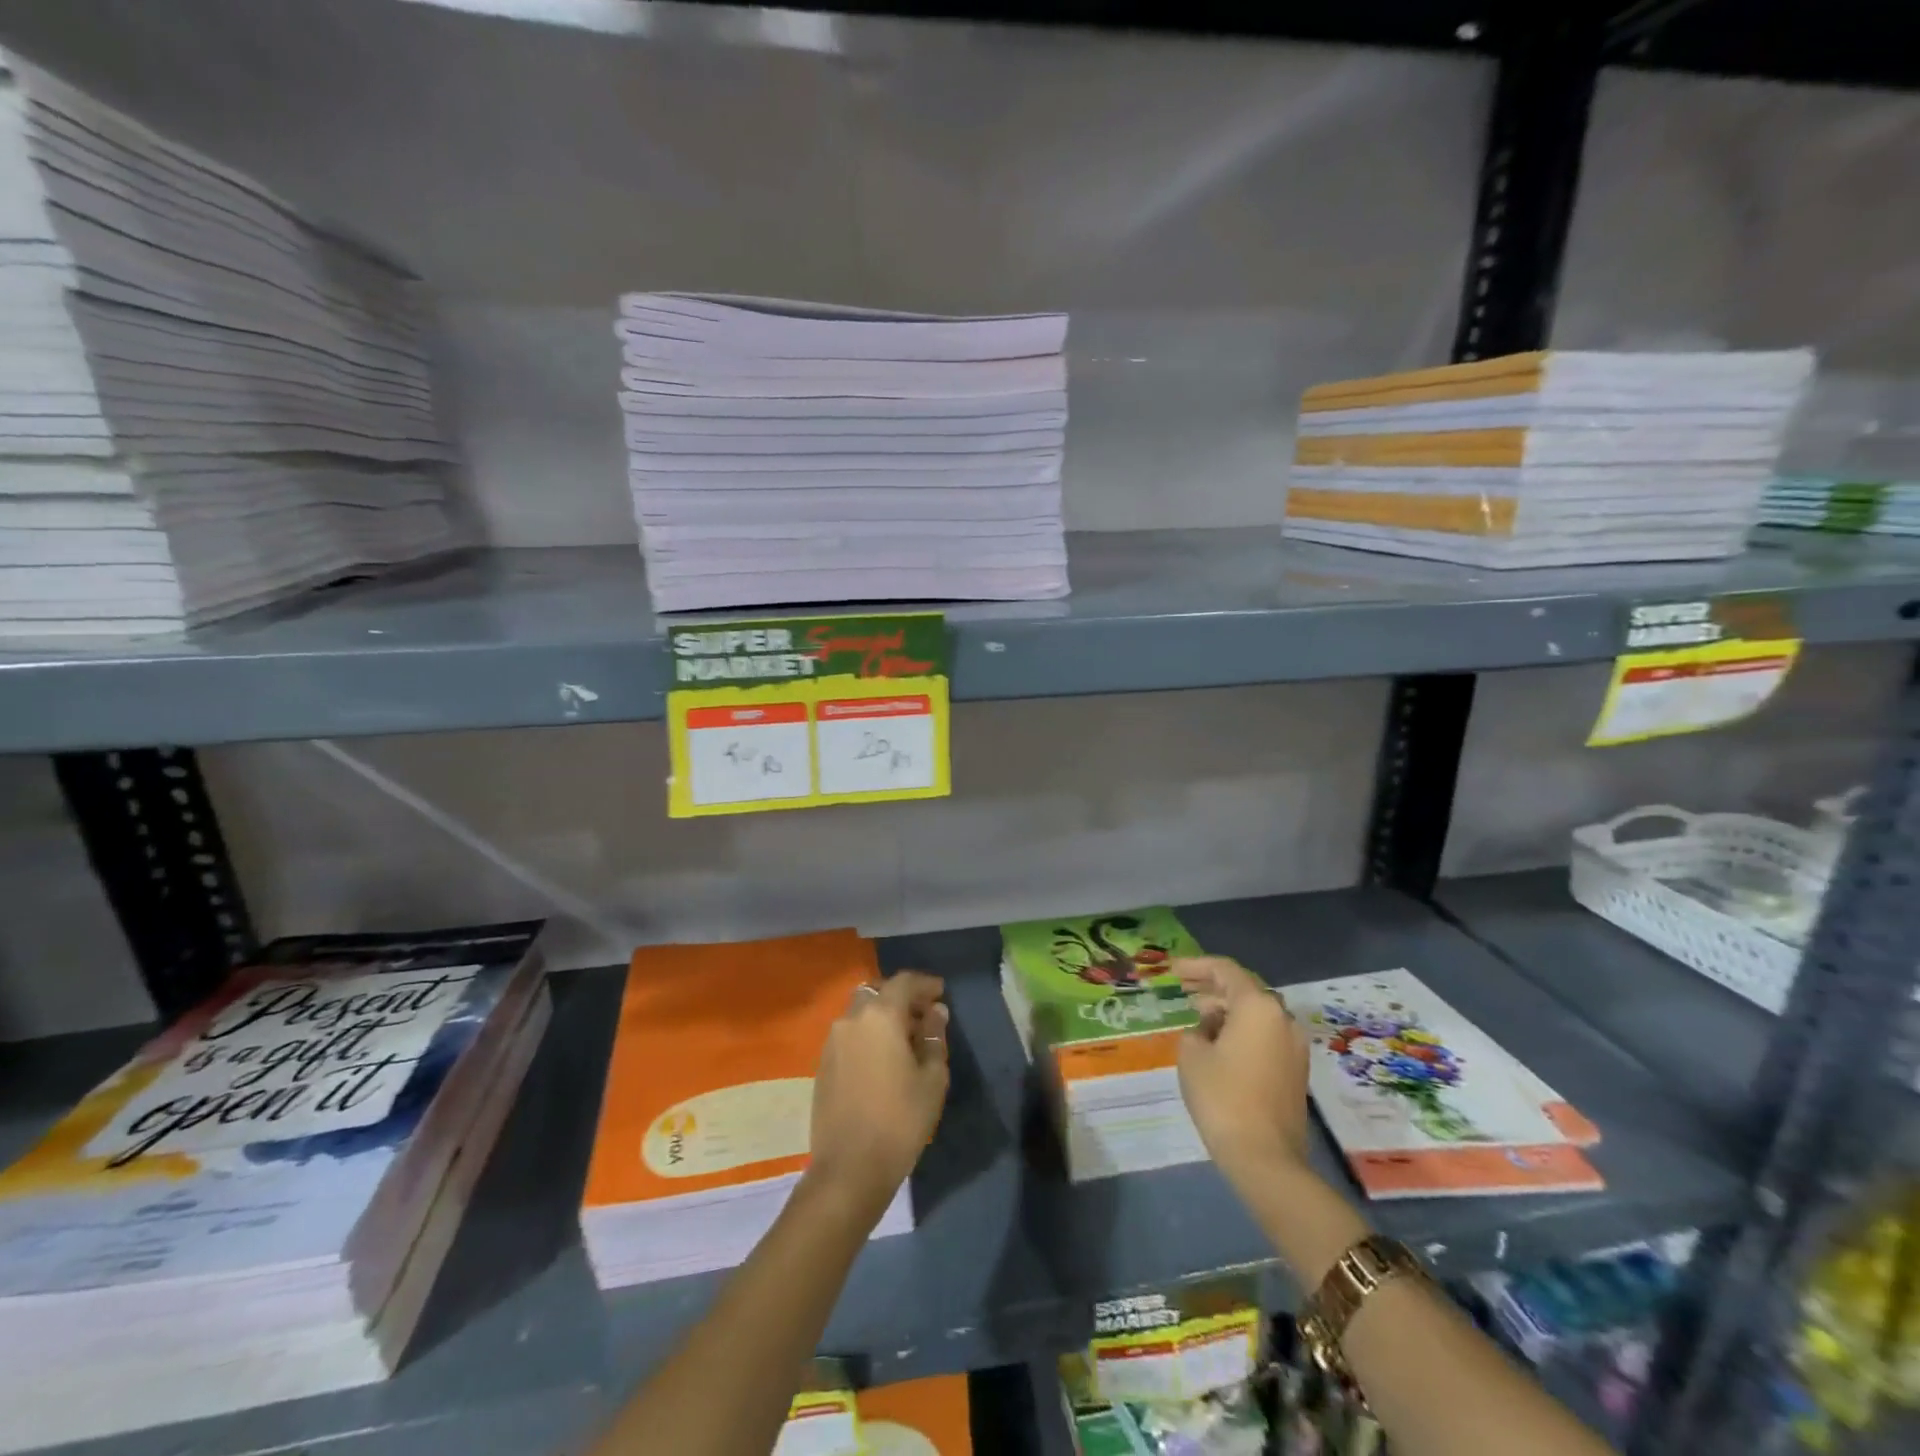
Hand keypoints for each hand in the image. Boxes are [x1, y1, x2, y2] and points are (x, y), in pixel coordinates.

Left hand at [804, 970, 949, 1226]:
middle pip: (878, 992)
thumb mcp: (932, 1079)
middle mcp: (852, 1019)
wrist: (849, 1169)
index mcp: (880, 1016)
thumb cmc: (900, 1121)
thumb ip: (934, 1038)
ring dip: (882, 1016)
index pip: (904, 982)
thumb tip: (934, 1013)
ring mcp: (833, 1041)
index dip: (925, 984)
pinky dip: (868, 1034)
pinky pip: (850, 1034)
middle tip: (923, 1016)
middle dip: (901, 998)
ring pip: (860, 1013)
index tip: (941, 992)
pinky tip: (883, 1059)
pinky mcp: (823, 1064)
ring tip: (905, 1040)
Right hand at [1175, 956, 1313, 1185]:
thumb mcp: (1192, 1053)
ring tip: (1197, 1014)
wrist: (1265, 1157)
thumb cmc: (1223, 1096)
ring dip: (1228, 1009)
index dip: (1196, 966)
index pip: (1225, 970)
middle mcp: (1282, 1018)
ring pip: (1256, 1013)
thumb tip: (1211, 1028)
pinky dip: (1241, 1029)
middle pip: (1245, 989)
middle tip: (1183, 988)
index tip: (1173, 970)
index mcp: (1258, 1006)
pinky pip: (1265, 1034)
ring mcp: (1293, 1045)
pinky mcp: (1295, 1069)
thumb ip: (1197, 1028)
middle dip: (1212, 986)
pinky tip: (1218, 1041)